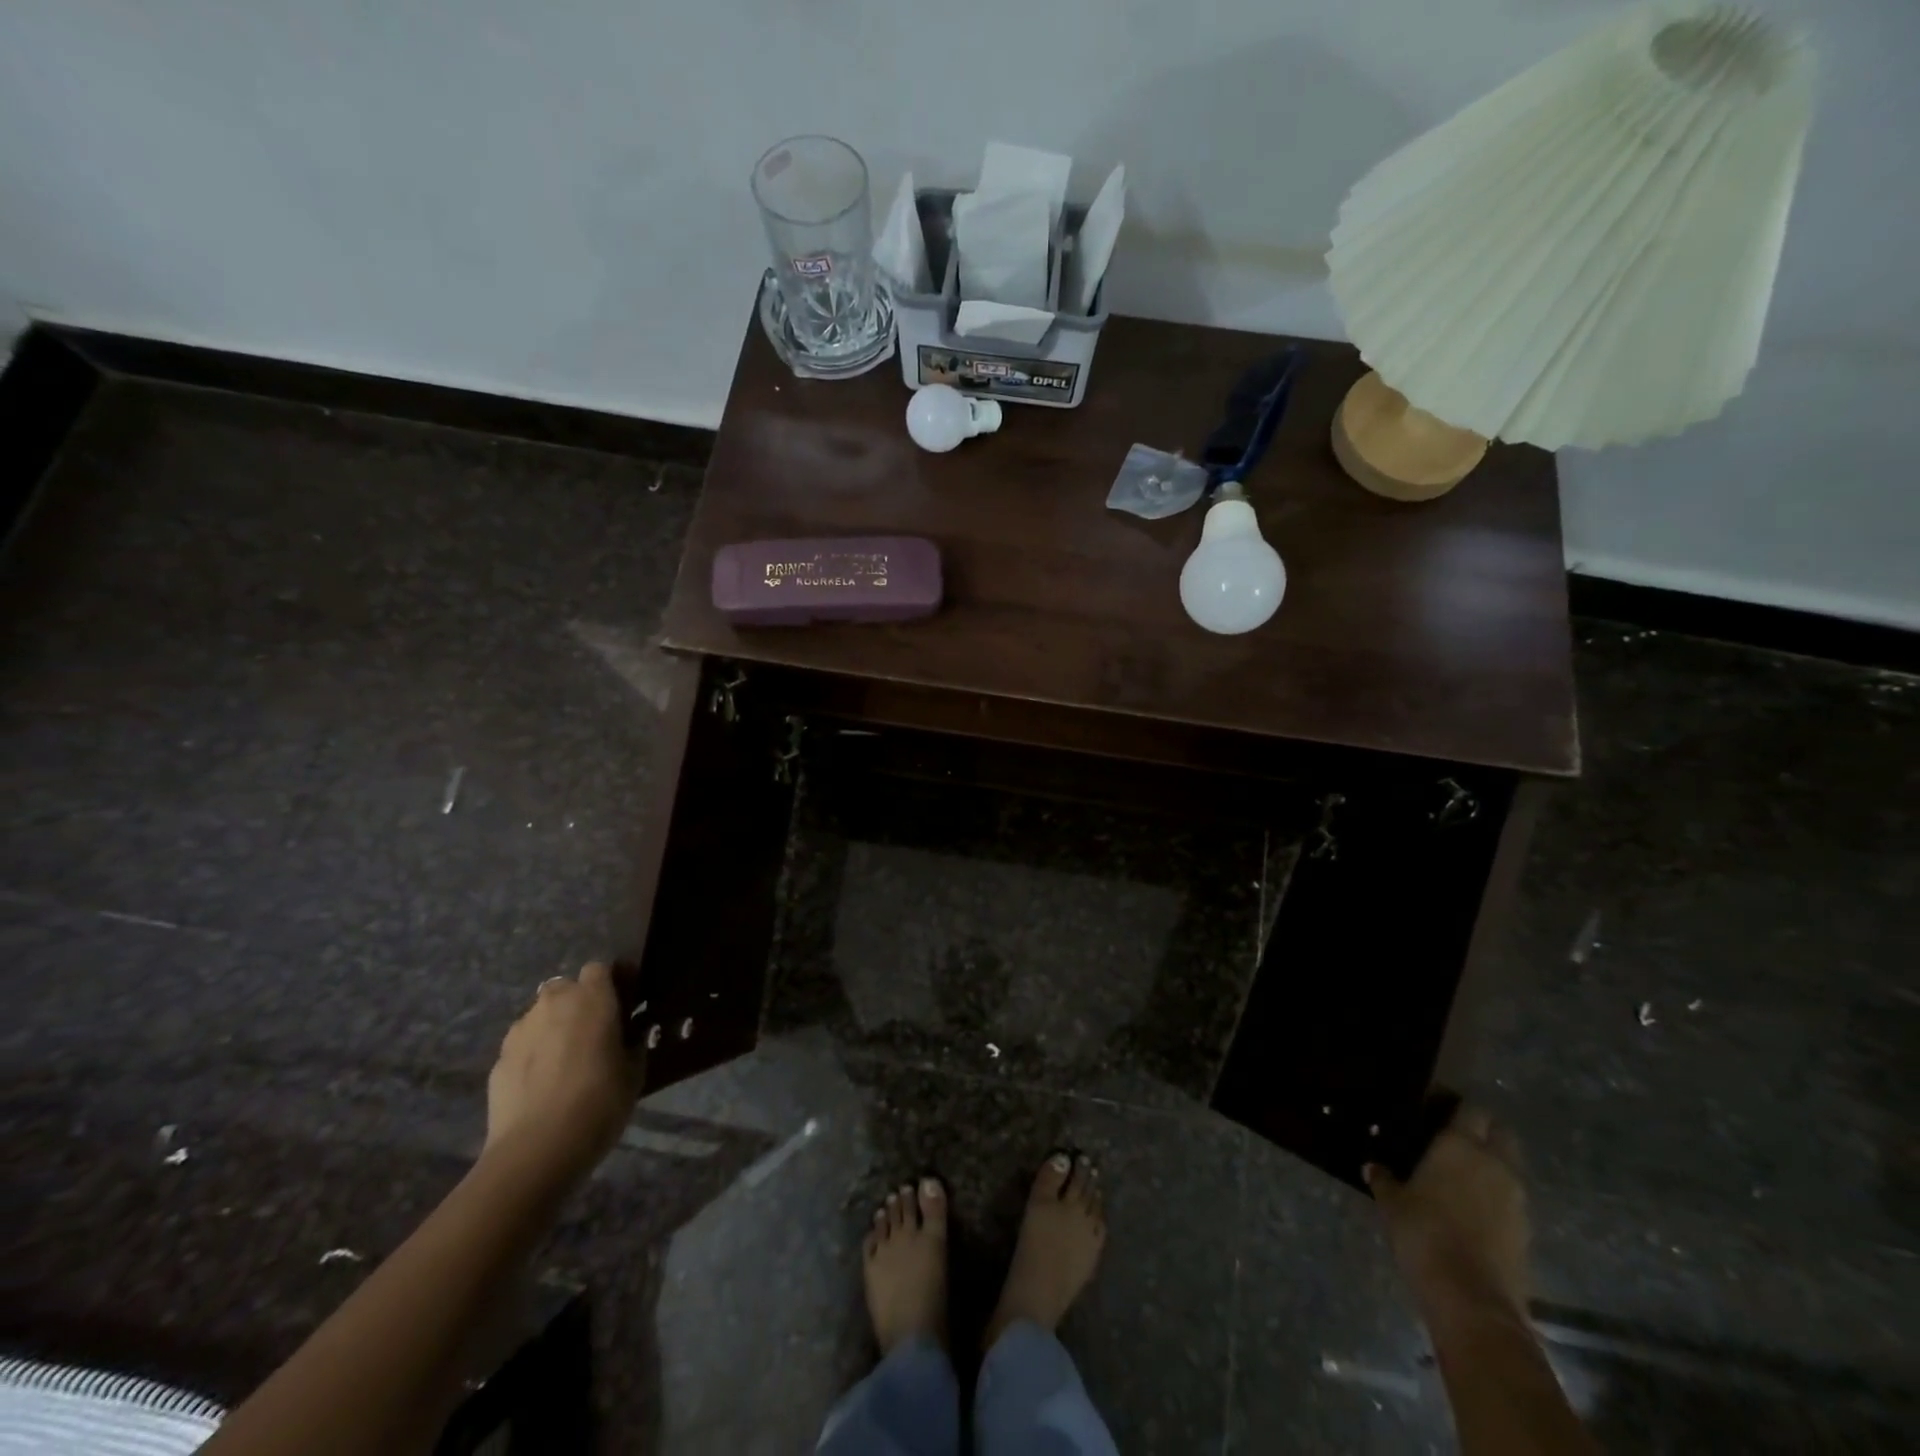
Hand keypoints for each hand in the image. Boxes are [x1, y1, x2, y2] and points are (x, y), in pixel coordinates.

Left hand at [484, 962, 637, 1181]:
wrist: (537, 1149)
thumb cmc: (599, 1100)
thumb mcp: (634, 1071)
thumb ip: (631, 1043)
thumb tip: (629, 1035)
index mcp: (592, 997)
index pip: (600, 969)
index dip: (612, 983)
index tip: (623, 1006)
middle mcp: (553, 1003)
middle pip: (566, 988)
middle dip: (578, 1004)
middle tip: (594, 1034)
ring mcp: (520, 1031)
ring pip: (541, 1016)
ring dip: (553, 1028)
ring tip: (565, 1062)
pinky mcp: (497, 1061)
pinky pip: (523, 1046)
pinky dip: (533, 1056)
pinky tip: (543, 1086)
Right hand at [1367, 1105, 1529, 1321]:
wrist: (1472, 1298)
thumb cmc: (1424, 1234)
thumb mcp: (1391, 1203)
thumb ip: (1384, 1179)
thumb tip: (1372, 1166)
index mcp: (1461, 1145)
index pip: (1471, 1109)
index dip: (1457, 1106)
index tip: (1437, 1109)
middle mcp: (1495, 1164)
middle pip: (1501, 1132)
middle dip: (1484, 1130)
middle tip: (1455, 1137)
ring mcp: (1517, 1199)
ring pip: (1510, 1166)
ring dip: (1493, 1165)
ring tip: (1462, 1176)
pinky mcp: (1527, 1230)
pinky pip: (1513, 1199)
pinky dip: (1497, 1197)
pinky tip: (1473, 1209)